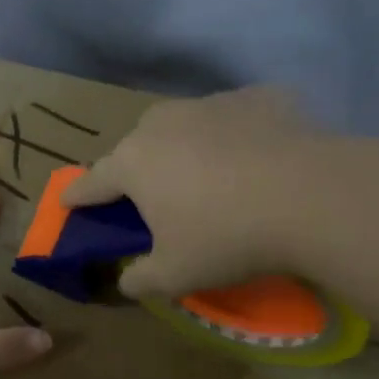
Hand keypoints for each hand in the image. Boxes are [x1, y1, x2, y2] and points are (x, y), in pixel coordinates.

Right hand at [60, 87, 335, 298]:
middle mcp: (163, 123)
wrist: (312, 195)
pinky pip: (232, 119)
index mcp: (134, 163)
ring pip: (183, 127)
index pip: (93, 181)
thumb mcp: (176, 275)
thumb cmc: (227, 237)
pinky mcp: (256, 98)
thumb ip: (140, 279)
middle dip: (135, 170)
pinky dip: (234, 137)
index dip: (78, 196)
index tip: (67, 202)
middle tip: (149, 197)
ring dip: (184, 148)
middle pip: (136, 148)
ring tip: (207, 176)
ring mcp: (210, 104)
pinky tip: (256, 159)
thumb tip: (126, 280)